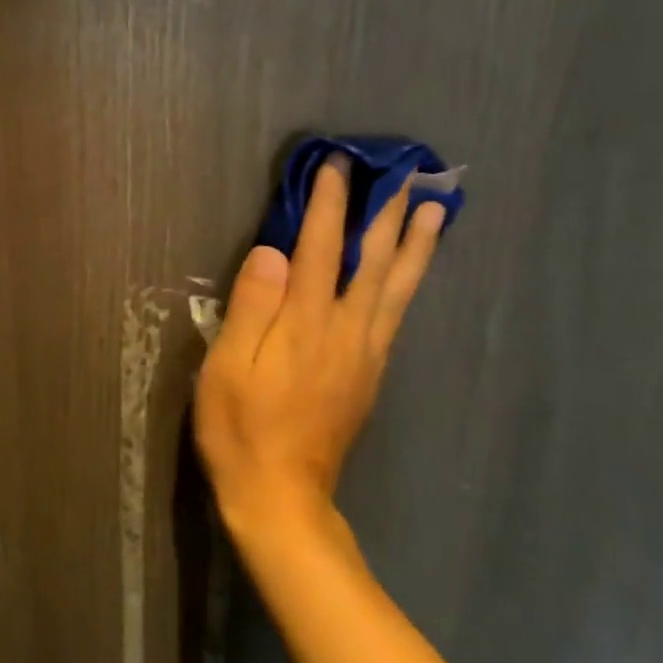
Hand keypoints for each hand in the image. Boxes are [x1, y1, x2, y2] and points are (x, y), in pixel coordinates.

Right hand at [195, 157, 442, 539]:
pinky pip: (397, 315)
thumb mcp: (226, 367)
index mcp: (305, 323)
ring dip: (417, 244)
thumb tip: (273, 250)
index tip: (337, 165)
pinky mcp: (370, 374)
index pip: (320, 247)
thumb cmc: (240, 429)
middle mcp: (345, 330)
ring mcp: (365, 354)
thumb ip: (251, 306)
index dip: (328, 204)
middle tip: (405, 172)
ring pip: (398, 287)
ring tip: (435, 209)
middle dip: (386, 212)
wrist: (281, 497)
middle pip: (374, 260)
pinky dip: (410, 283)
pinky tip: (411, 273)